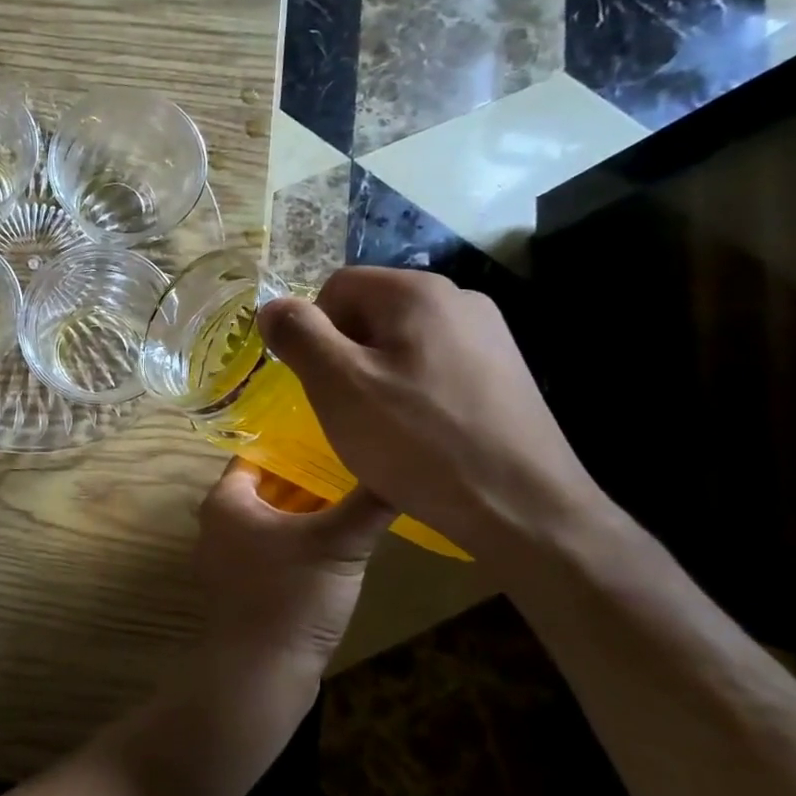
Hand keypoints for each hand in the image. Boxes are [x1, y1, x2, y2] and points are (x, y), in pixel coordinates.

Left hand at [192, 458, 394, 673]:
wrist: (261, 676)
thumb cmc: (290, 597)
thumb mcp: (337, 544)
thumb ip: (369, 503)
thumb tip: (404, 466)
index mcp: (226, 501)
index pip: (260, 454)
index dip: (297, 443)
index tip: (336, 432)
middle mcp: (219, 523)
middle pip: (268, 487)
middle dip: (309, 477)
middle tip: (355, 462)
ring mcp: (229, 558)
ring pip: (274, 519)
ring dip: (308, 510)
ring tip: (354, 495)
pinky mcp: (244, 587)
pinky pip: (273, 549)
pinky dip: (301, 540)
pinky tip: (339, 541)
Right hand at [257, 268, 610, 560]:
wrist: (524, 508)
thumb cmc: (418, 441)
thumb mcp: (338, 386)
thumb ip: (298, 335)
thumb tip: (272, 307)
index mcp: (417, 291)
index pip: (337, 286)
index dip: (315, 333)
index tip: (322, 383)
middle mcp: (459, 299)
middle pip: (370, 312)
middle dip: (347, 355)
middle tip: (349, 409)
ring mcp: (489, 335)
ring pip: (401, 342)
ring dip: (377, 376)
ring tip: (385, 427)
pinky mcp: (504, 372)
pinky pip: (434, 366)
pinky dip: (414, 392)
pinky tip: (421, 434)